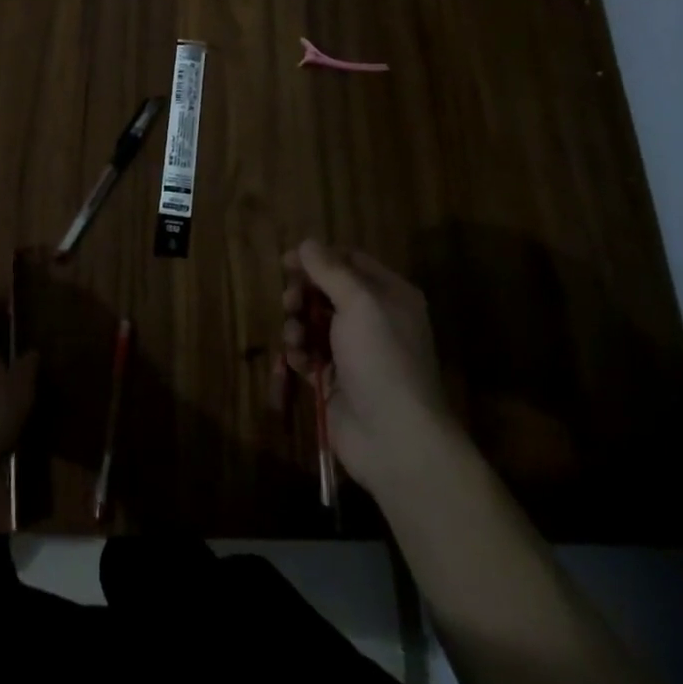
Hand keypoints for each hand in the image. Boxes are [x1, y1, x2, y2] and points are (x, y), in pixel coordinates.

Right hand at [281, 240, 460, 499]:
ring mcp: (354, 352)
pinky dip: (298, 356)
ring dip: (297, 326)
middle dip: (303, 295)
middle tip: (289, 303)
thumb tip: (307, 243)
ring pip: (313, 323)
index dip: (318, 259)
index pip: (349, 261)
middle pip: (326, 291)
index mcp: (389, 295)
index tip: (287, 262)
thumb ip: (330, 270)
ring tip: (295, 339)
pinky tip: (295, 364)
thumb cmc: (381, 360)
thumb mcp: (358, 304)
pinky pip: (309, 355)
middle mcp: (373, 319)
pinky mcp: (336, 381)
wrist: (395, 440)